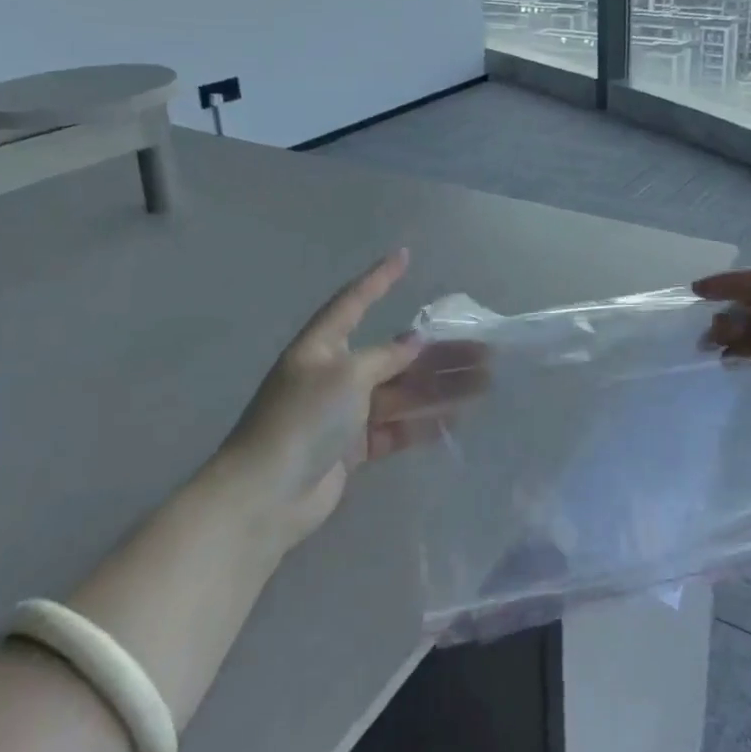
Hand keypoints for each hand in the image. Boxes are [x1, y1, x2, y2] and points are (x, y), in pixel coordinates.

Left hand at [225, 250, 477, 545]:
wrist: (266, 496)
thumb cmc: (303, 419)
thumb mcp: (347, 375)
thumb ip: (385, 357)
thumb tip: (414, 342)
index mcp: (323, 346)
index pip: (355, 302)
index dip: (379, 278)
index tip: (405, 256)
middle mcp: (335, 374)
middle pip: (394, 355)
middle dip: (437, 352)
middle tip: (483, 349)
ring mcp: (346, 413)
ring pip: (402, 393)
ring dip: (441, 388)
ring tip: (483, 384)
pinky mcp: (354, 448)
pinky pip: (396, 427)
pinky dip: (423, 423)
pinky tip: (456, 419)